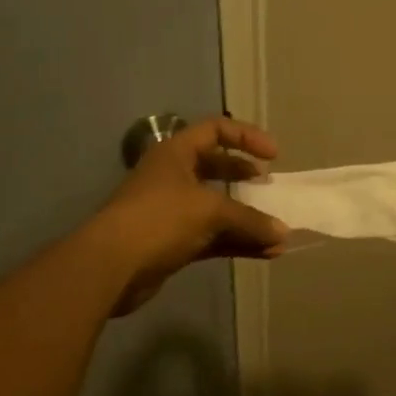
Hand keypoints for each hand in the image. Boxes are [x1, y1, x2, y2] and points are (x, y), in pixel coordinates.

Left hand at [90, 116, 287, 315]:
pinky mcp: (173, 243)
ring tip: (277, 231)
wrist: (112, 266)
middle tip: (268, 186)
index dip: (246, 137)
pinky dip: (237, 242)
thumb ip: (250, 220)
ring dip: (246, 219)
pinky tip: (266, 253)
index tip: (273, 155)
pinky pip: (213, 237)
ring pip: (216, 208)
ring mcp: (171, 211)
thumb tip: (283, 234)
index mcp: (176, 153)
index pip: (215, 130)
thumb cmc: (160, 219)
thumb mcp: (210, 211)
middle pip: (215, 168)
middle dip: (243, 177)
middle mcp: (173, 177)